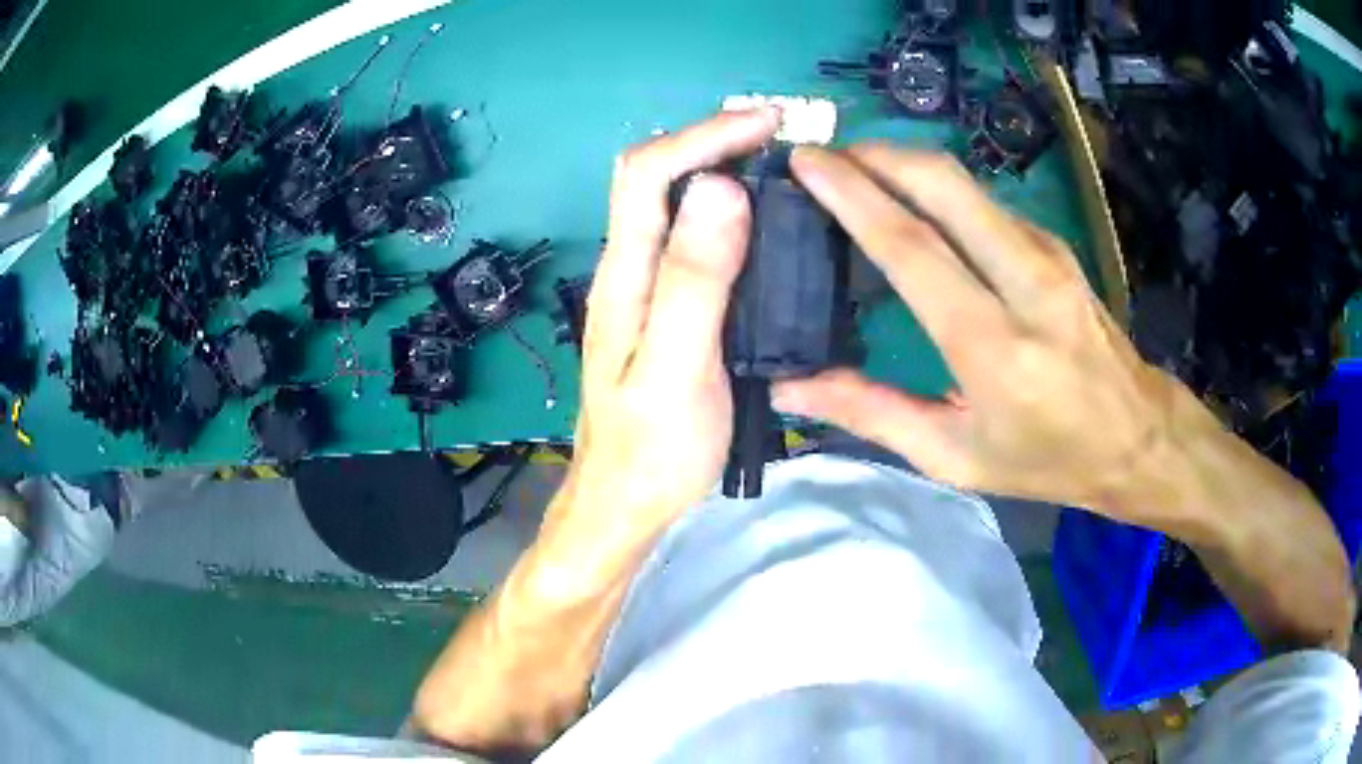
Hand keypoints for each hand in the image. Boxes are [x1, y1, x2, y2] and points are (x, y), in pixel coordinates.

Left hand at [547, 108, 780, 553]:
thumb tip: (719, 188)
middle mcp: (627, 270)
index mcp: (625, 276)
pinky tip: (762, 223)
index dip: (701, 136)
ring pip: (674, 207)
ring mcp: (644, 290)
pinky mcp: (665, 310)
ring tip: (779, 165)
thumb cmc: (652, 451)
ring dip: (720, 170)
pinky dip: (728, 213)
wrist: (623, 506)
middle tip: (779, 135)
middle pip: (655, 180)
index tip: (766, 123)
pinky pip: (692, 242)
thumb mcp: (677, 368)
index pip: (647, 174)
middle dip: (711, 142)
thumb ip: (695, 280)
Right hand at [773, 144, 1214, 526]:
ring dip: (904, 164)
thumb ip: (874, 414)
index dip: (852, 195)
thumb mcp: (956, 458)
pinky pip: (984, 201)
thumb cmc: (1047, 459)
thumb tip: (792, 385)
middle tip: (825, 156)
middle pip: (941, 185)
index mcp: (993, 346)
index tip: (805, 162)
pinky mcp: (1056, 246)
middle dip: (875, 155)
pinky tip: (911, 200)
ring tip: (855, 171)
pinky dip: (936, 188)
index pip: (912, 247)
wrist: (1137, 436)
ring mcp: (1047, 254)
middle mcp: (1025, 282)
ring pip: (965, 183)